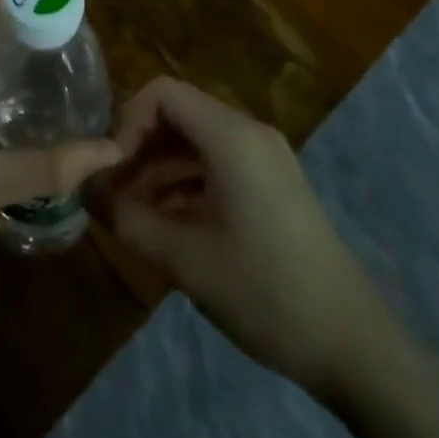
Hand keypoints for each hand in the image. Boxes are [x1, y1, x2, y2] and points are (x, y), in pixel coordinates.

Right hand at [101, 78, 397, 400]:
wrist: (353, 345)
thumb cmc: (265, 292)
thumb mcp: (186, 260)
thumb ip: (128, 219)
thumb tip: (85, 190)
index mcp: (231, 136)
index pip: (162, 92)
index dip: (127, 121)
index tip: (112, 169)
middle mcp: (248, 133)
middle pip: (178, 114)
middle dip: (139, 147)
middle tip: (112, 191)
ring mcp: (265, 158)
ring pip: (195, 141)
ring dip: (159, 168)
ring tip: (131, 213)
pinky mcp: (273, 184)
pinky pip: (217, 163)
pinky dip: (186, 183)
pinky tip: (167, 224)